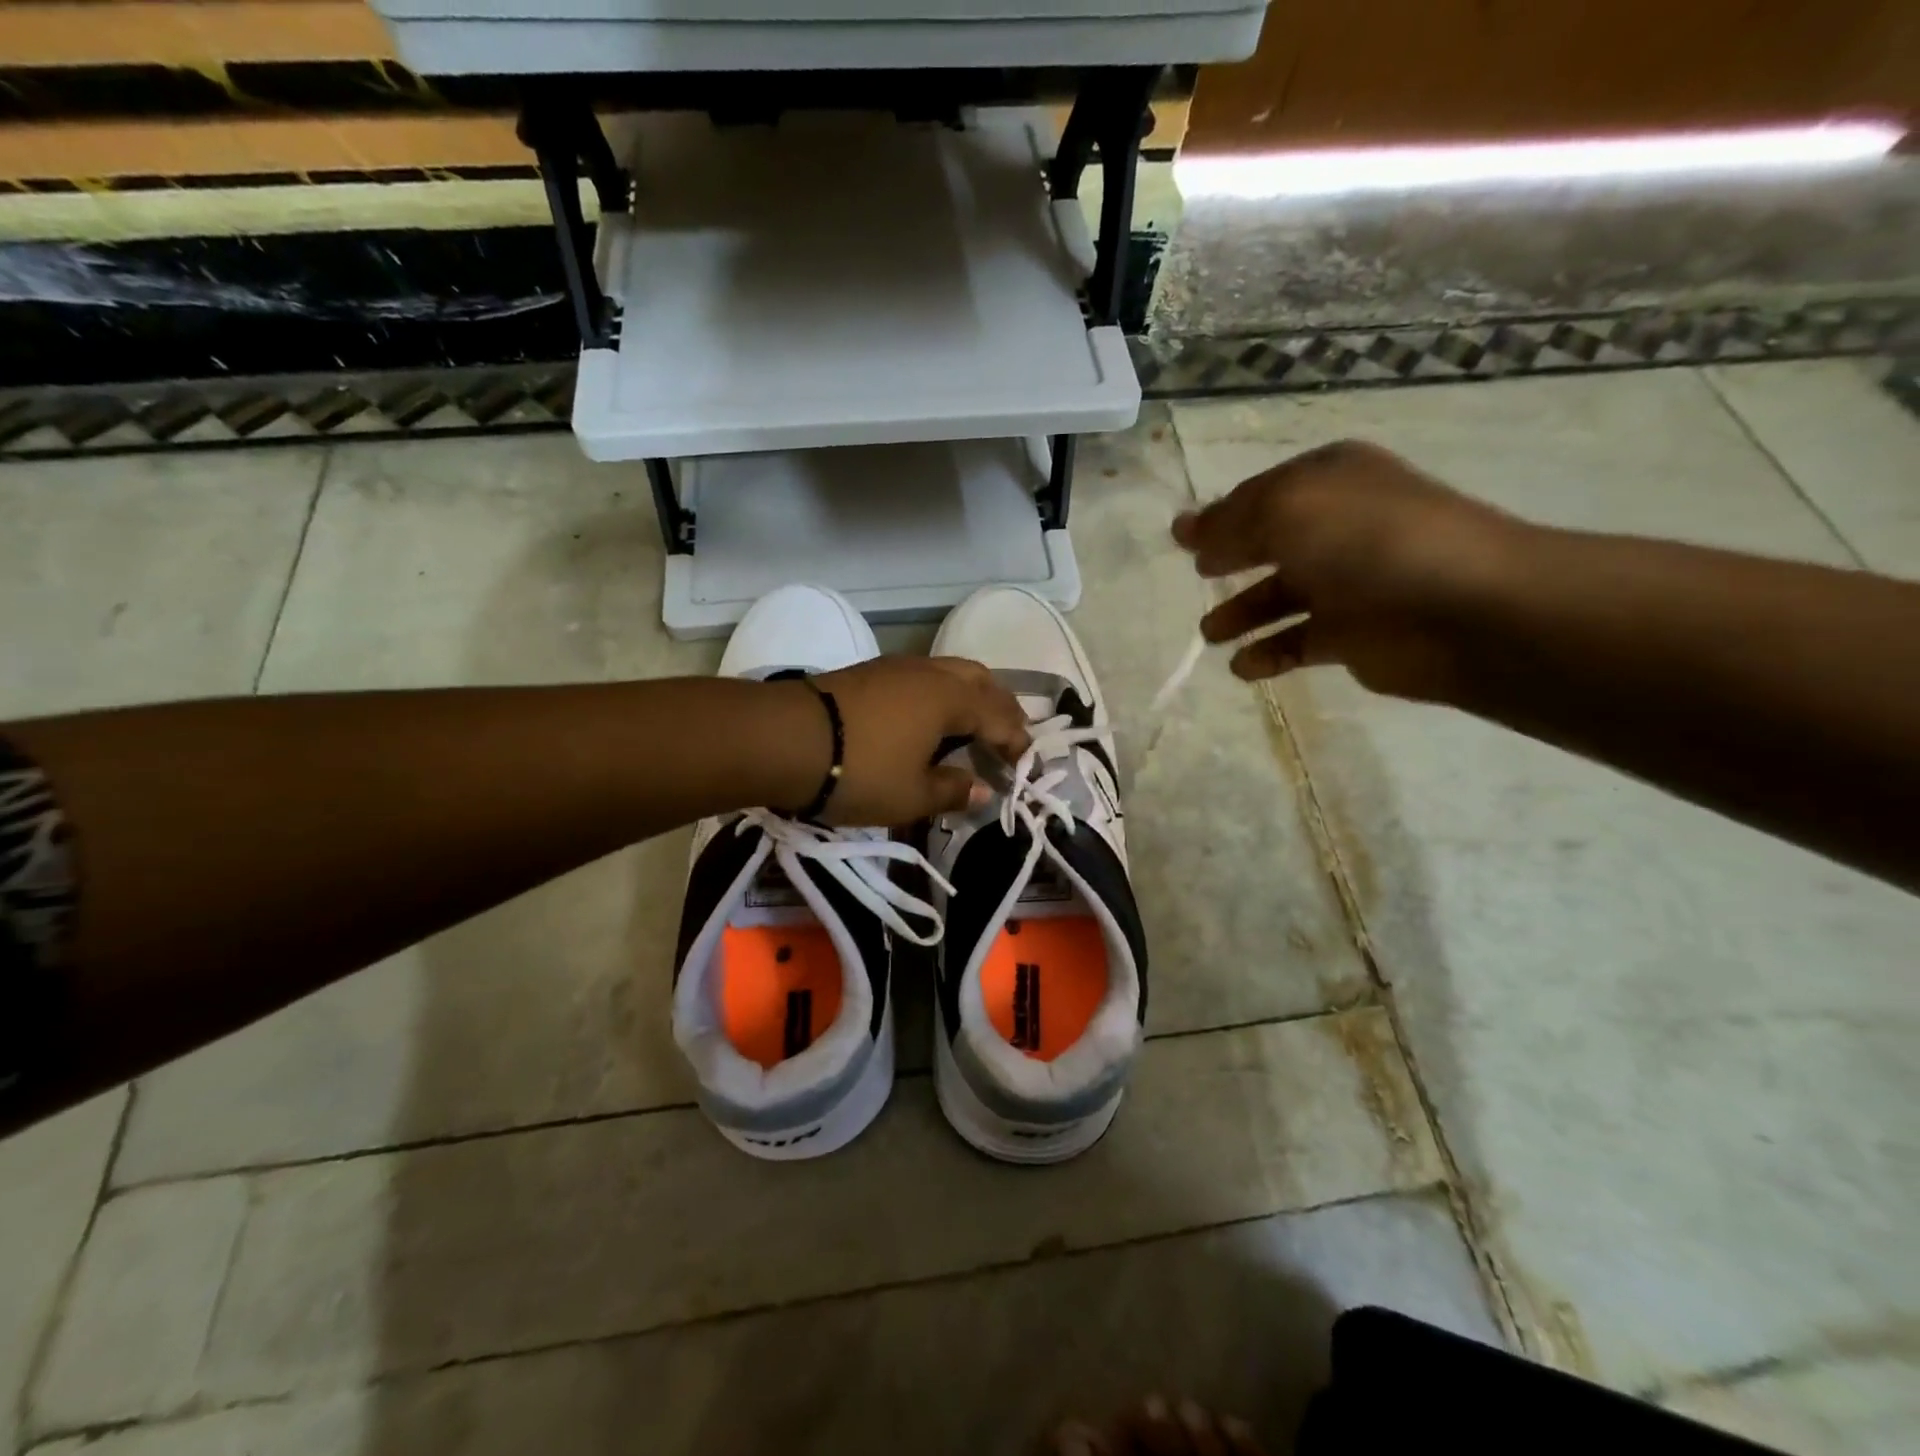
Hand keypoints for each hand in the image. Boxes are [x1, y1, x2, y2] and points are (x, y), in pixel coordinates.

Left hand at [769, 656, 1031, 825]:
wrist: (784, 739)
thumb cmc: (859, 771)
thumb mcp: (911, 795)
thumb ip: (952, 790)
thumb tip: (980, 790)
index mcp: (951, 699)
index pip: (999, 717)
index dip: (1016, 741)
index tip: (1025, 764)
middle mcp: (930, 673)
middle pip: (980, 680)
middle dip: (1000, 707)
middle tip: (1008, 735)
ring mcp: (897, 666)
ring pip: (950, 672)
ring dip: (970, 696)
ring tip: (972, 725)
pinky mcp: (869, 671)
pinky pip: (923, 676)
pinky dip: (940, 693)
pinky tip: (929, 717)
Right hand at [1172, 439, 1524, 703]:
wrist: (1462, 611)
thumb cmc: (1368, 543)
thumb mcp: (1286, 512)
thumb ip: (1229, 522)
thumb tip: (1183, 528)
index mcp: (1329, 482)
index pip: (1261, 495)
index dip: (1221, 516)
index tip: (1182, 541)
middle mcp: (1339, 527)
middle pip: (1270, 544)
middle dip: (1231, 561)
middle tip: (1199, 577)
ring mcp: (1349, 582)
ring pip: (1280, 597)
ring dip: (1242, 614)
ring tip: (1212, 634)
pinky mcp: (1354, 635)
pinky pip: (1298, 643)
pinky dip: (1268, 655)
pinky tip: (1244, 667)